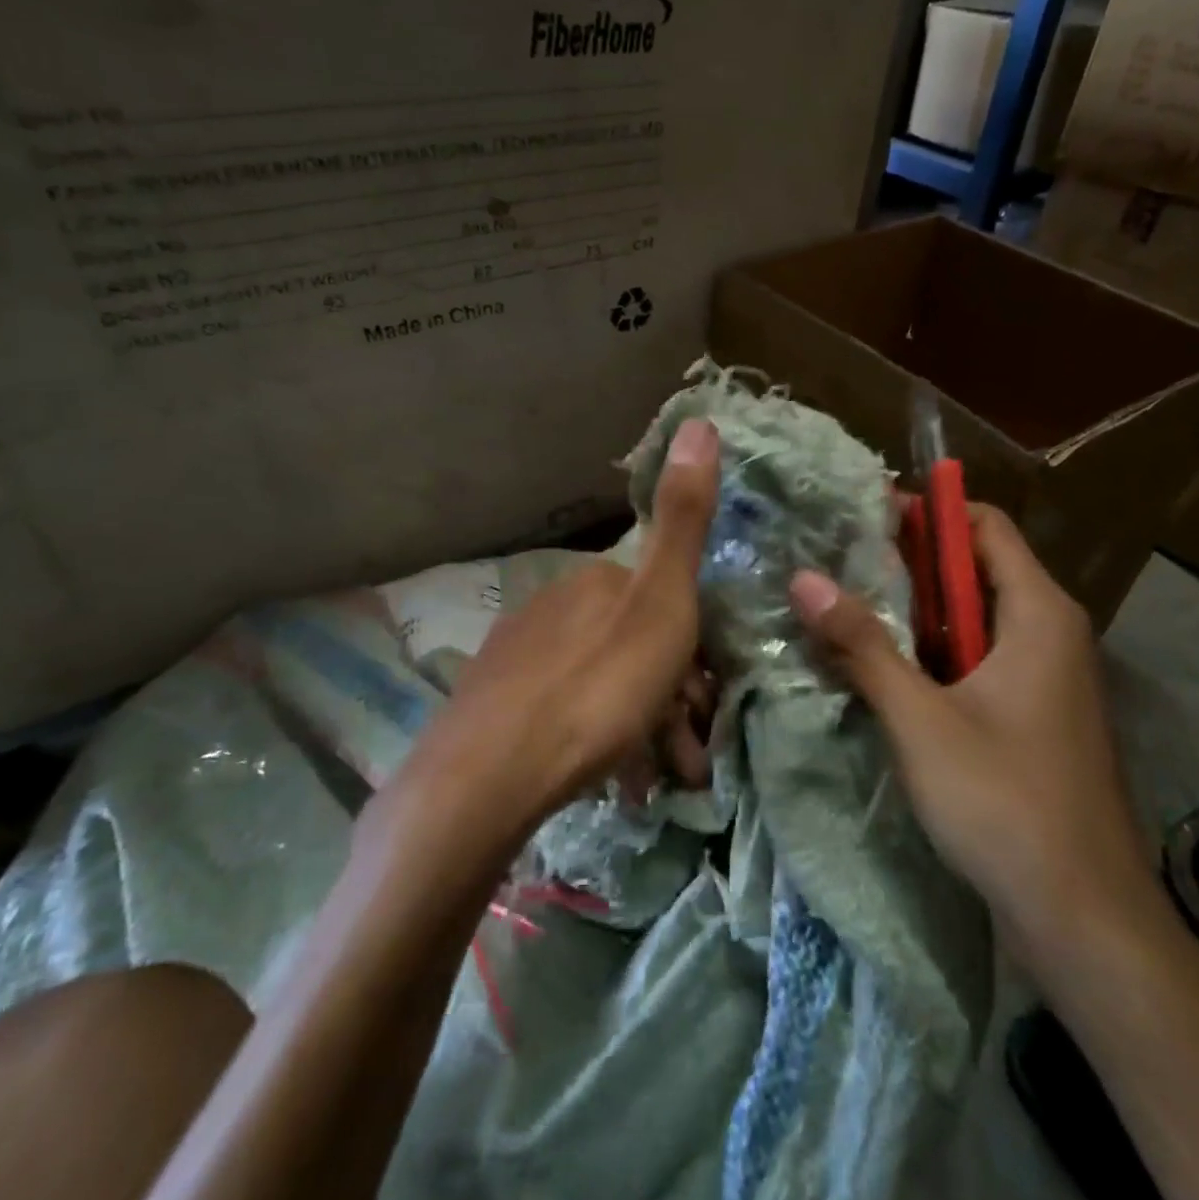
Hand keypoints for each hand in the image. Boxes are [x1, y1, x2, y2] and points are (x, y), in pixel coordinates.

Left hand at [412, 417, 720, 826]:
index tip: (709, 701)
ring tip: (658, 779)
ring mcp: (519, 654)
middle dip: (670, 697)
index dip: (693, 649)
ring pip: (601, 682)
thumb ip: (683, 518)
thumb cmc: (597, 688)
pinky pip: (565, 712)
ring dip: (640, 726)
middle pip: (632, 645)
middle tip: (690, 755)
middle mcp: (555, 605)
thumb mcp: (660, 602)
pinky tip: (612, 779)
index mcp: (597, 581)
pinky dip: (598, 739)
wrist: (489, 775)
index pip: (661, 601)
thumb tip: (700, 419)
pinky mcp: (494, 703)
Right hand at [787, 504, 1153, 953]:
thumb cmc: (1004, 800)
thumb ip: (862, 644)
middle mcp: (1050, 632)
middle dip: (908, 563)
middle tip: (836, 563)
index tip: (860, 517)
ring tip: (844, 607)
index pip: (983, 526)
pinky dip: (932, 653)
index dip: (926, 513)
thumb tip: (803, 578)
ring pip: (972, 620)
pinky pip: (978, 660)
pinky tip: (881, 669)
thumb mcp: (919, 717)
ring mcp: (1045, 677)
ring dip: (914, 613)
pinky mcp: (1033, 716)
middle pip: (975, 570)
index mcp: (1038, 613)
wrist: (1084, 917)